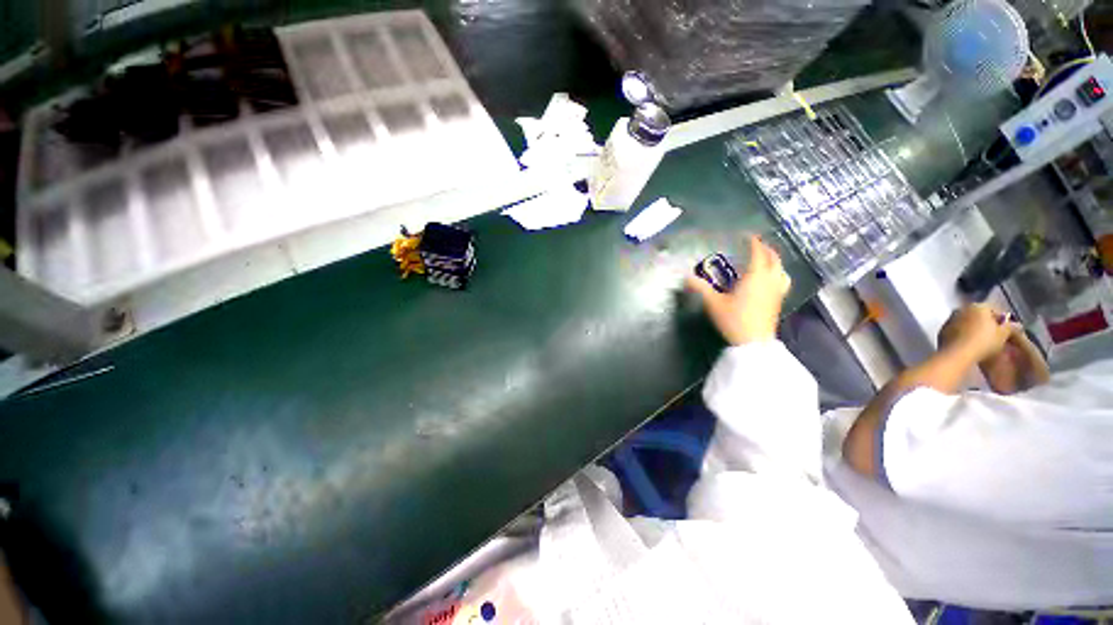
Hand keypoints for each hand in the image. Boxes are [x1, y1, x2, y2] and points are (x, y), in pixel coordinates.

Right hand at [686, 235, 791, 344]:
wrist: (753, 342)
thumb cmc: (733, 319)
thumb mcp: (713, 303)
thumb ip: (700, 288)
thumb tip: (685, 277)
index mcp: (755, 276)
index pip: (758, 253)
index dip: (754, 242)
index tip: (748, 236)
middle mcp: (769, 280)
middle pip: (773, 259)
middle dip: (766, 249)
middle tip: (756, 245)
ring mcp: (776, 291)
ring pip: (781, 269)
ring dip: (775, 261)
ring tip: (766, 260)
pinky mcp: (778, 301)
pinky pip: (782, 280)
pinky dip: (778, 273)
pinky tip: (771, 280)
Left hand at [939, 304, 1016, 362]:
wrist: (957, 353)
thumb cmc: (984, 342)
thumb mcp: (1003, 334)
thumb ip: (1010, 327)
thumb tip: (1016, 324)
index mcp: (977, 306)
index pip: (993, 309)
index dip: (1000, 320)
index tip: (1004, 330)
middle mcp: (961, 309)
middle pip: (977, 315)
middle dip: (985, 323)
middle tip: (993, 336)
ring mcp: (949, 319)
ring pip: (965, 322)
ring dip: (972, 329)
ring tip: (980, 341)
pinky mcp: (941, 330)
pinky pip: (955, 331)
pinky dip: (962, 335)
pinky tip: (968, 344)